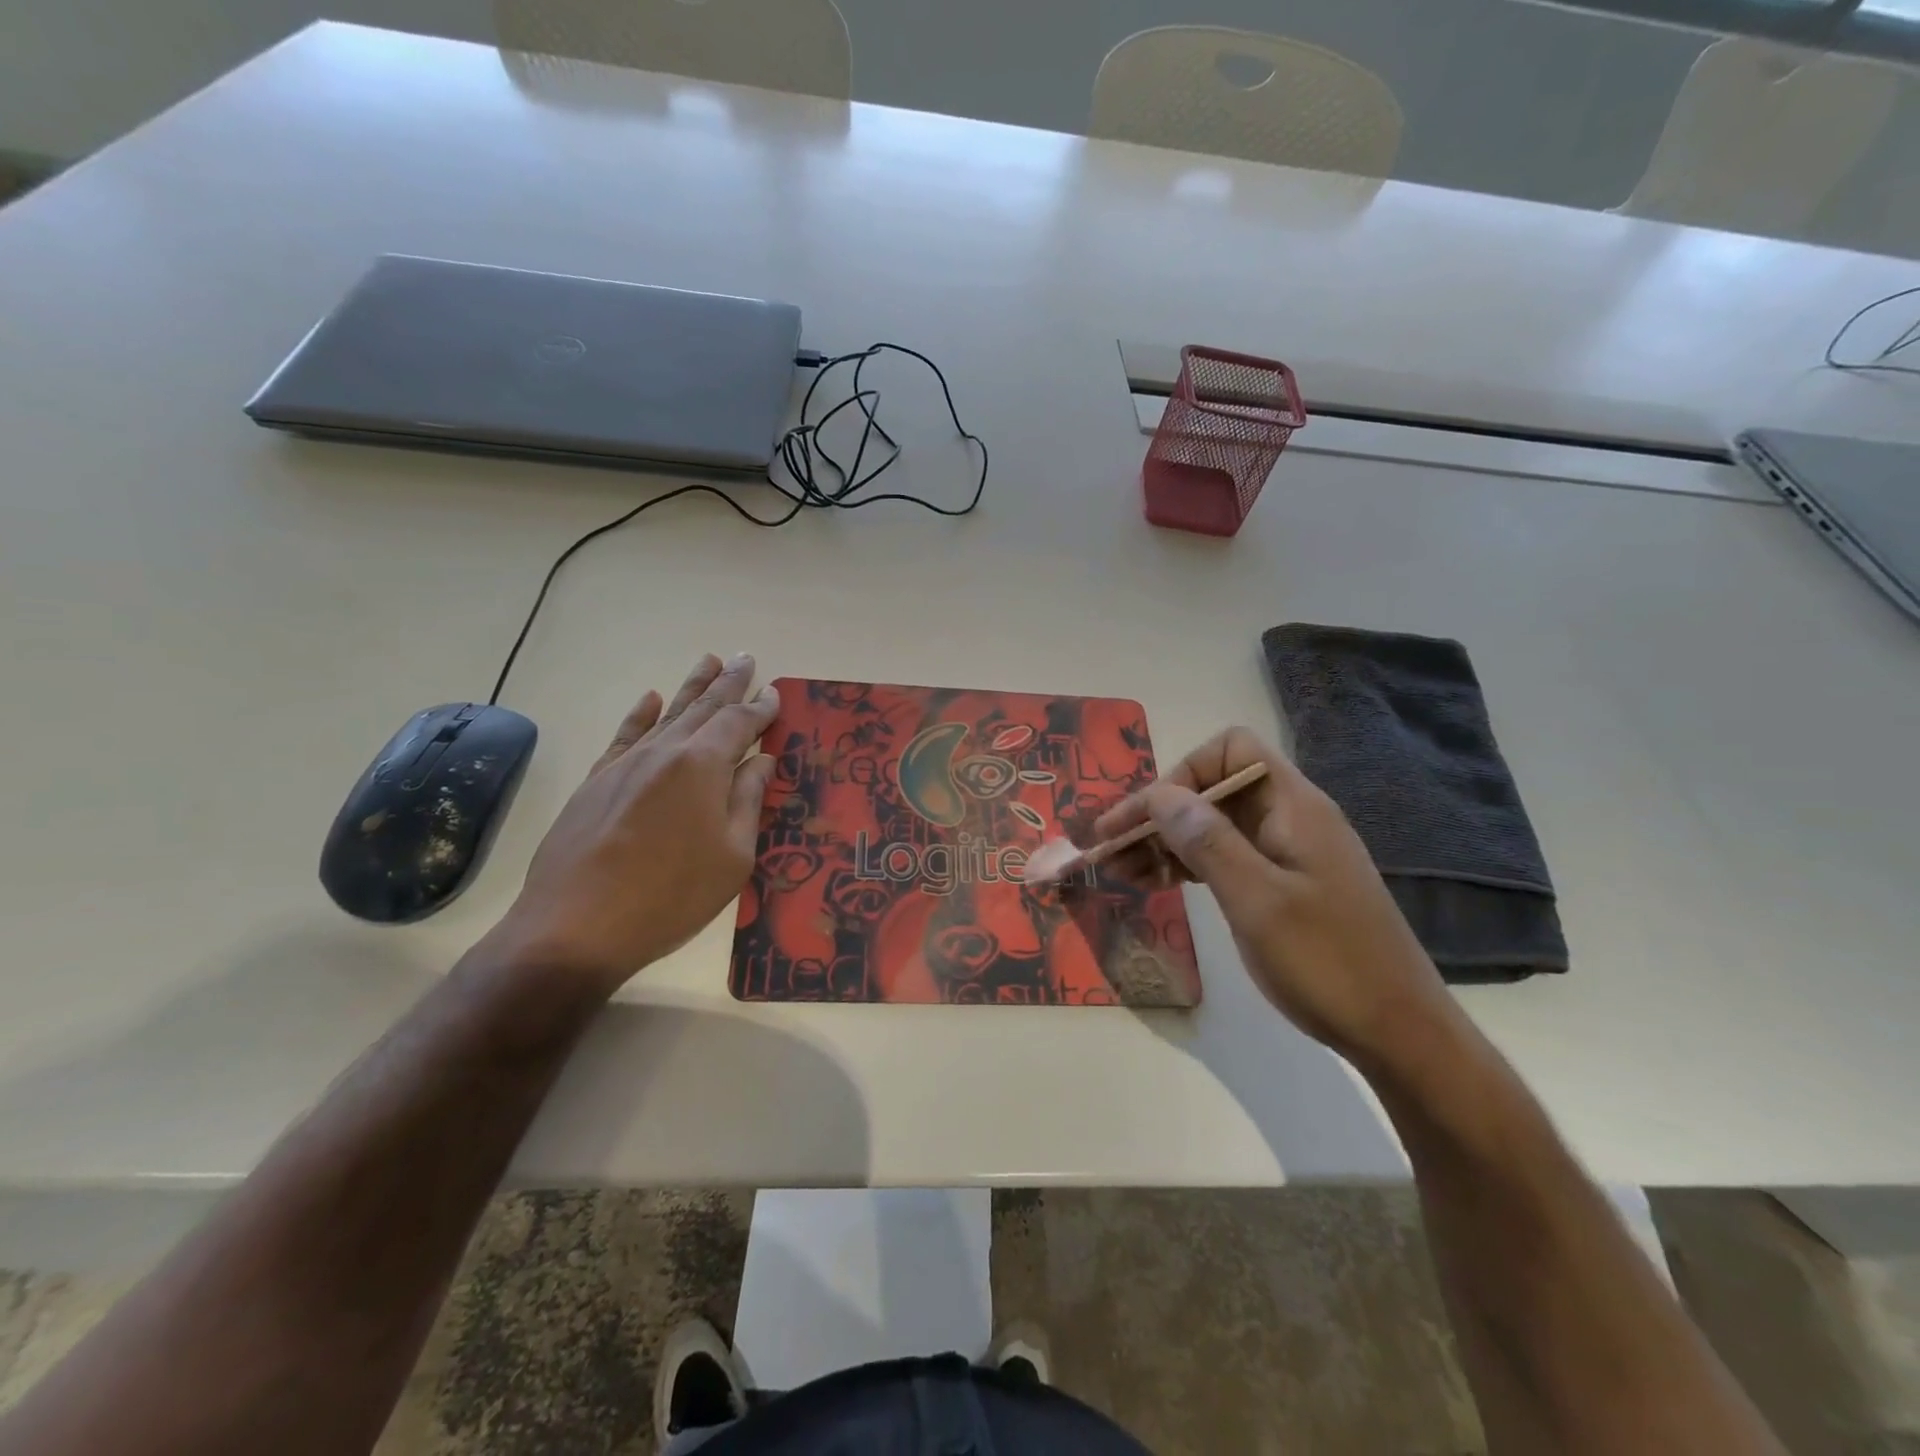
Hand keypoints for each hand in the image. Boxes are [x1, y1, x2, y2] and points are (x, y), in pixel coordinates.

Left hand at [488, 653, 779, 996]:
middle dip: (728, 683)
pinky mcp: (596, 782)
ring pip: (666, 714)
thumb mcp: (733, 856)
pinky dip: (640, 714)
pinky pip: (625, 735)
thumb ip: (747, 801)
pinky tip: (650, 698)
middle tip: (745, 658)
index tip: (775, 692)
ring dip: (691, 687)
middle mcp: (665, 752)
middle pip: (703, 708)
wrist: (576, 926)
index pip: (739, 724)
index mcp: (703, 766)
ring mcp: (626, 764)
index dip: (760, 708)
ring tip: (709, 660)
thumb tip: (761, 760)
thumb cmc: (672, 896)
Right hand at [1094, 727, 1452, 1063]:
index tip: (1147, 820)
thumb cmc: (1329, 963)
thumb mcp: (1258, 901)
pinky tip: (1156, 884)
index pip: (1230, 751)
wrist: (1398, 1032)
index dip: (1183, 774)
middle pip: (1213, 788)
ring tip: (1120, 872)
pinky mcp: (1282, 884)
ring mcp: (1286, 852)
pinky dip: (1187, 865)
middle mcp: (1288, 817)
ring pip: (1213, 825)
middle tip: (1110, 849)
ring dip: (1165, 841)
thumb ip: (1207, 841)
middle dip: (1158, 812)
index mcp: (1292, 807)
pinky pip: (1224, 856)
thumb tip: (1159, 793)